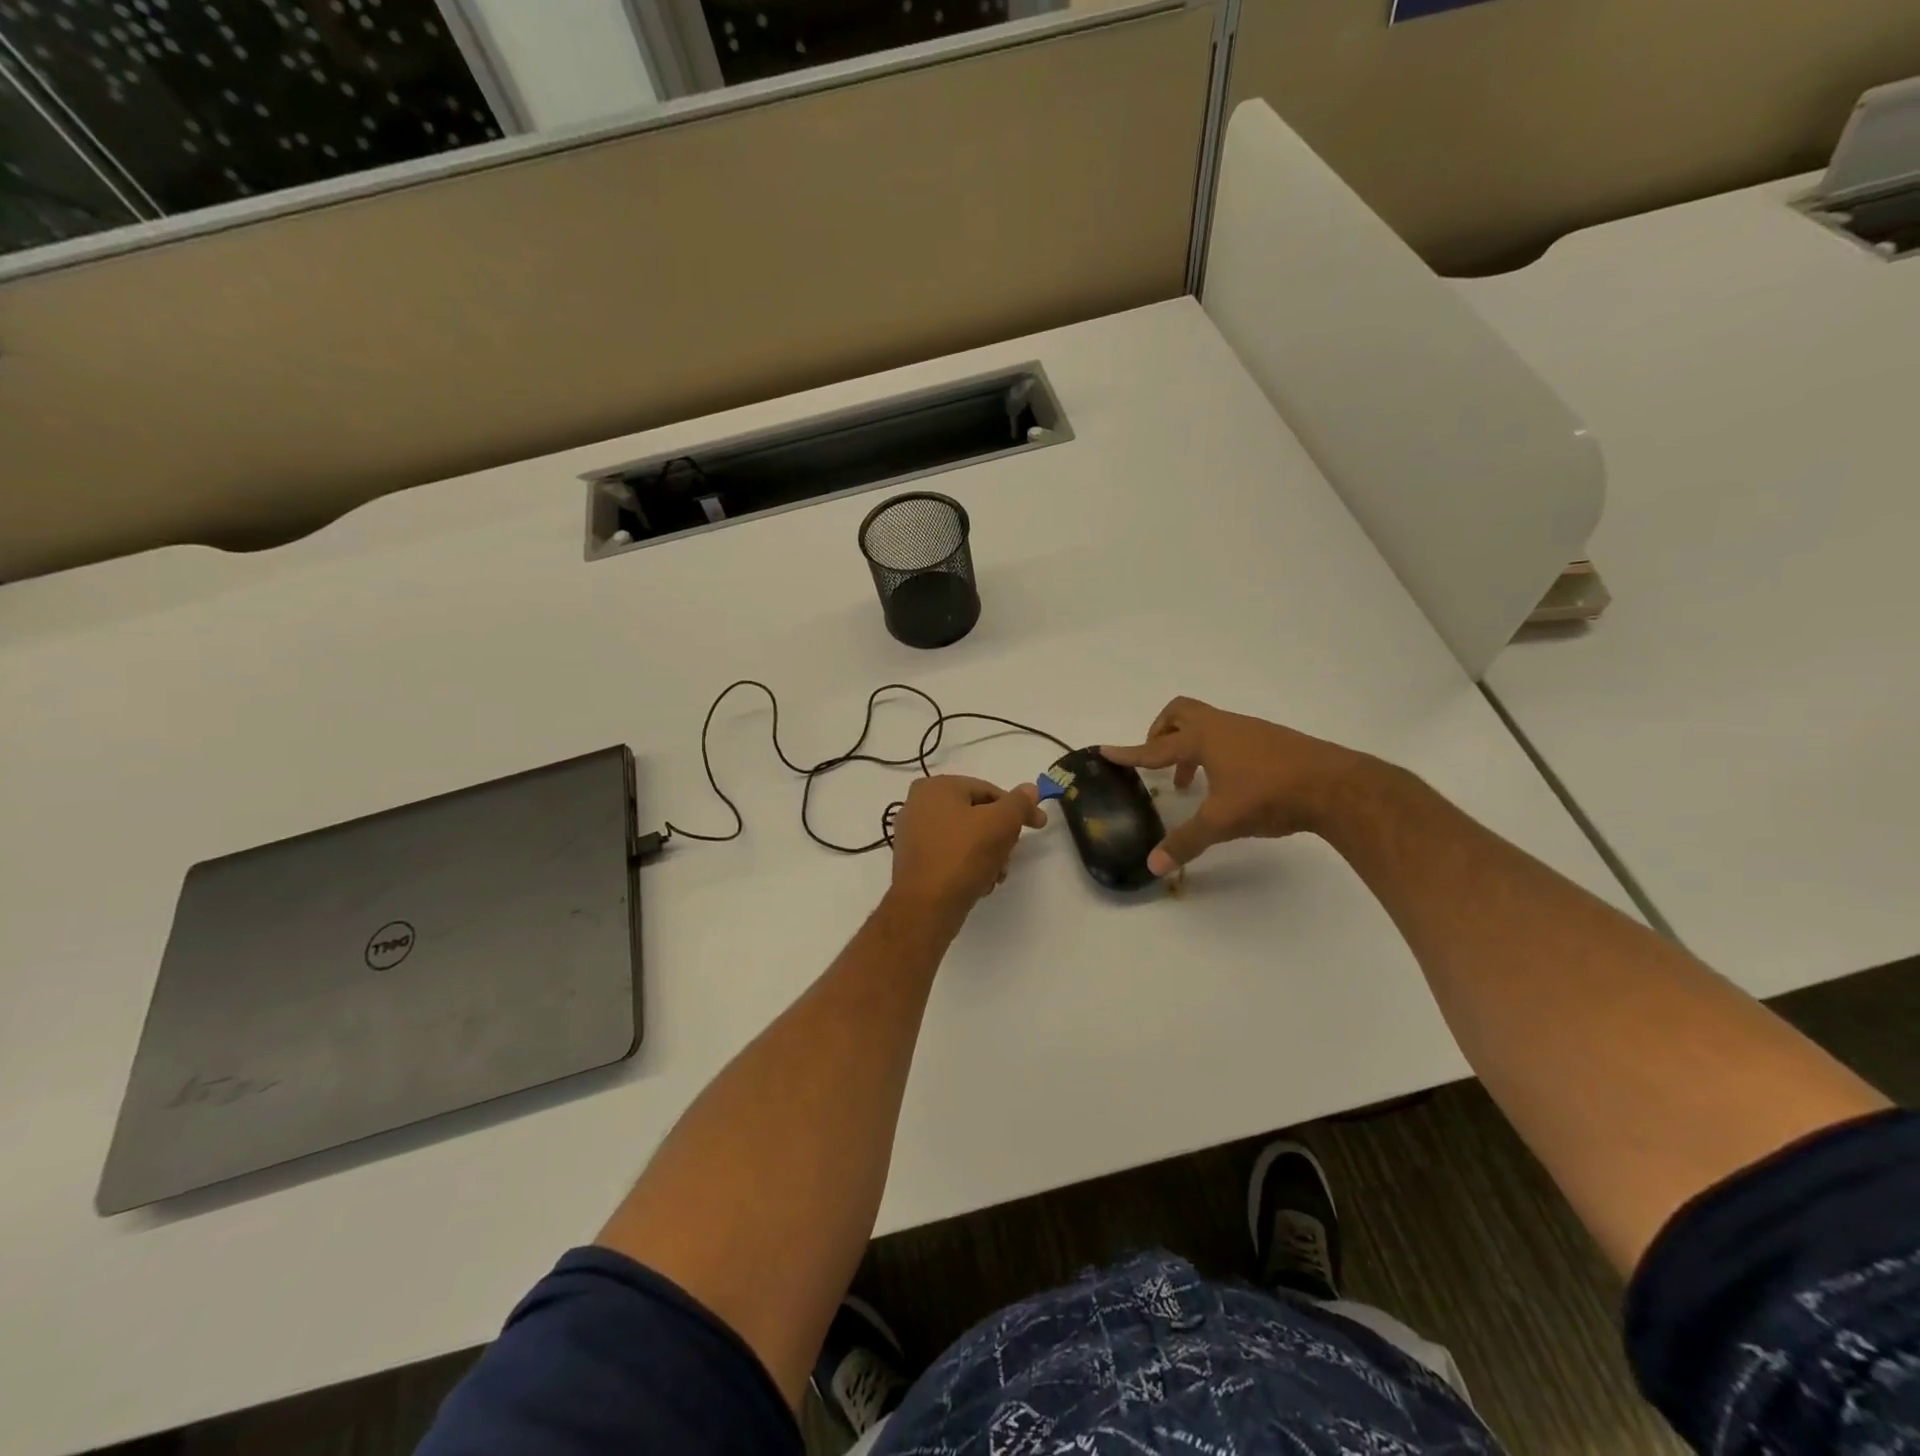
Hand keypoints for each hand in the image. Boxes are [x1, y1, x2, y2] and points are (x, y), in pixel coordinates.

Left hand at [888, 775, 1046, 919]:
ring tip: (996, 875)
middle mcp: (918, 805)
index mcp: (935, 786)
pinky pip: (950, 855)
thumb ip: (1019, 803)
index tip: (1038, 824)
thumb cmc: (963, 855)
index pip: (987, 790)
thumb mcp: (1001, 822)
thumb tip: (1030, 789)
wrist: (926, 907)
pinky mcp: (915, 862)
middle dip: (1000, 835)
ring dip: (988, 854)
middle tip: (1010, 855)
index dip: (1016, 808)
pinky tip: (979, 884)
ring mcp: (913, 835)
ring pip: (965, 837)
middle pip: (976, 814)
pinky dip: (968, 866)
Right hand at [1103, 697, 1362, 874]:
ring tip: (1189, 782)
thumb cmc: (1269, 795)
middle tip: (1155, 760)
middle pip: (1180, 713)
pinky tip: (1226, 784)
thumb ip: (1185, 841)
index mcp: (1203, 739)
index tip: (1106, 751)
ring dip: (1188, 747)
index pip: (1155, 747)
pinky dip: (1214, 752)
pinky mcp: (1270, 740)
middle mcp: (1222, 726)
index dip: (1129, 753)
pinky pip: (1228, 736)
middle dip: (1160, 732)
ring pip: (1206, 725)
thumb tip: (1152, 865)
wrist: (1336, 785)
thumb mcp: (1221, 822)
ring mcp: (1249, 730)